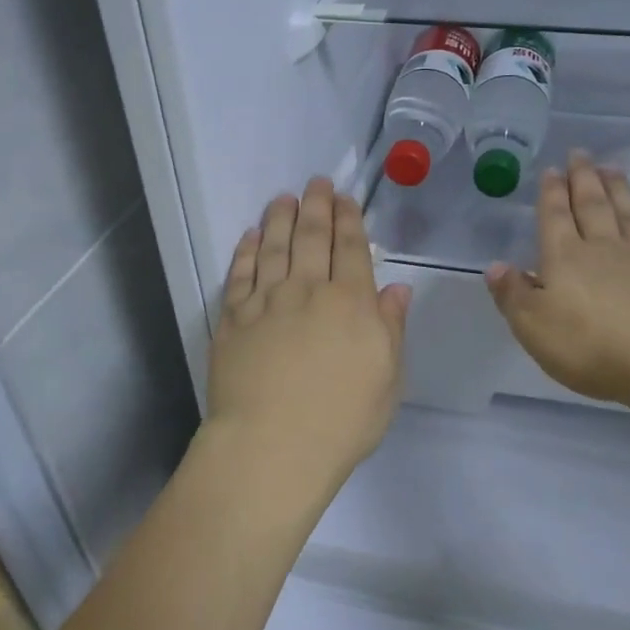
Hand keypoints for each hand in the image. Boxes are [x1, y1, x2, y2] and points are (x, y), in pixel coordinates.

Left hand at [202, 178, 411, 507]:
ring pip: (274, 247)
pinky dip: (247, 251)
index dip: (349, 219)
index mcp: (350, 303)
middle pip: (311, 237)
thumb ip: (391, 329)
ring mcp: (266, 302)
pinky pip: (240, 274)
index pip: (351, 249)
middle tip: (317, 182)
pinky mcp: (233, 318)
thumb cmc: (341, 420)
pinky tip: (251, 236)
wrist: (272, 446)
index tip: (346, 198)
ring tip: (283, 197)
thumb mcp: (388, 380)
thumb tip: (397, 289)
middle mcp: (307, 290)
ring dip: (280, 218)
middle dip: (316, 205)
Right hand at [487, 152, 629, 420]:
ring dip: (618, 189)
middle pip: (591, 206)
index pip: (554, 218)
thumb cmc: (594, 346)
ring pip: (627, 213)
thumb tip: (495, 267)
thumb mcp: (535, 327)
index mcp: (564, 259)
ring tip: (612, 167)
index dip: (551, 194)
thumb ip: (514, 296)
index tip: (551, 169)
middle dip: (583, 179)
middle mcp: (603, 248)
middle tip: (580, 154)